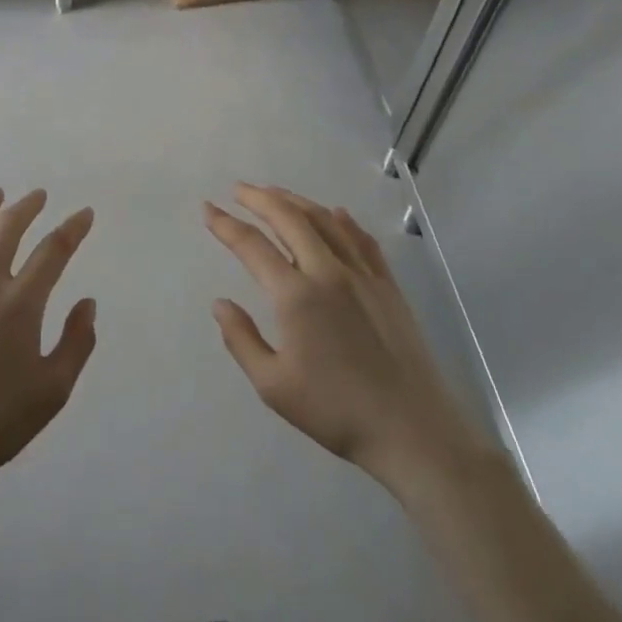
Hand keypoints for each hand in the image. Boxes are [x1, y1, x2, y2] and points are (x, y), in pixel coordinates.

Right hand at [204, 185, 494, 504]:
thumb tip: (220, 303)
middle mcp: (328, 272)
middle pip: (289, 219)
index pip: (252, 246)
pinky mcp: (388, 286)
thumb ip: (242, 340)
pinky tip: (336, 213)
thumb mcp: (273, 386)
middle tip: (238, 189)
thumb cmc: (336, 412)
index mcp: (296, 296)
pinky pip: (363, 241)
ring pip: (325, 221)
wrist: (413, 432)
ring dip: (296, 201)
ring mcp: (363, 275)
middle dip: (259, 198)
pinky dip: (344, 221)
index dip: (226, 224)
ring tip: (275, 193)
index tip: (208, 209)